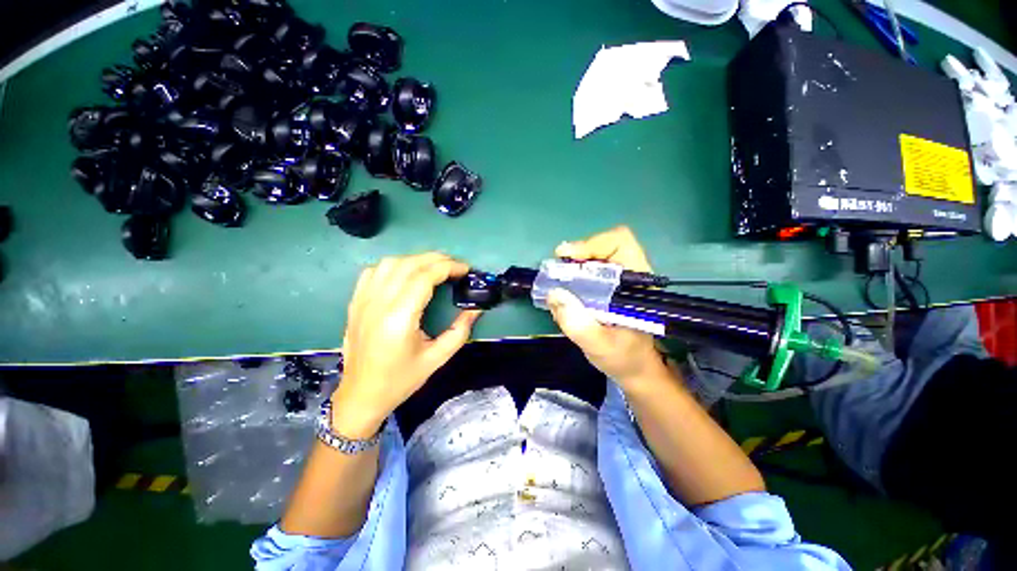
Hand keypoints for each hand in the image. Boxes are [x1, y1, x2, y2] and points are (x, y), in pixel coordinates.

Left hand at [331, 253, 480, 437]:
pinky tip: (406, 274)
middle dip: (437, 259)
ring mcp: (363, 301)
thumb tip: (476, 308)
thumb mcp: (437, 358)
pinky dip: (395, 266)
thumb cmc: (401, 380)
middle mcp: (378, 303)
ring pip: (390, 263)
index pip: (424, 277)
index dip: (448, 267)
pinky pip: (374, 272)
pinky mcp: (355, 302)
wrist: (361, 396)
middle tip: (456, 267)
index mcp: (399, 318)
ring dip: (416, 260)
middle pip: (409, 265)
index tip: (465, 270)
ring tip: (435, 268)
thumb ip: (460, 330)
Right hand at [547, 226, 666, 387]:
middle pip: (602, 246)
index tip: (568, 257)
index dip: (592, 244)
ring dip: (571, 268)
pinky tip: (565, 295)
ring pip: (592, 258)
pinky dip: (571, 278)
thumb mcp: (600, 346)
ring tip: (558, 286)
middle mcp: (628, 275)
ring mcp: (617, 280)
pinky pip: (586, 272)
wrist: (633, 368)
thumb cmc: (624, 358)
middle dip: (576, 257)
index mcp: (637, 283)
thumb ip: (578, 324)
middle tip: (556, 272)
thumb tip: (553, 293)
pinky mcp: (606, 287)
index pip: (620, 243)